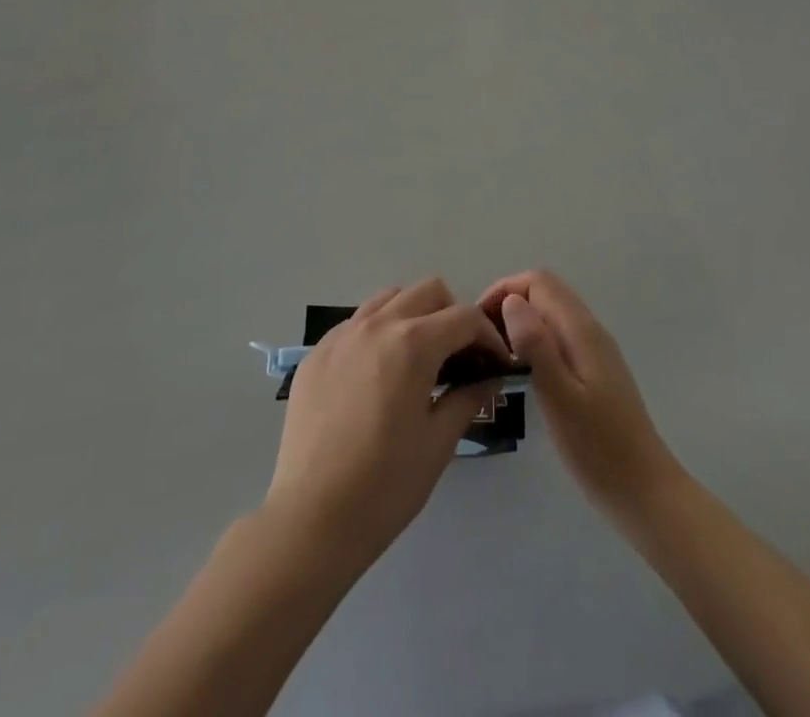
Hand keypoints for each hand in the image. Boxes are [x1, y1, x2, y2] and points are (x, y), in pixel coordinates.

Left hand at [265, 279, 511, 563]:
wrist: (311, 518)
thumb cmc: (385, 485)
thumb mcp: (438, 443)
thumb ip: (467, 398)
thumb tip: (488, 379)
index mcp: (412, 343)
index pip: (464, 317)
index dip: (489, 337)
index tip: (497, 364)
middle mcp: (377, 324)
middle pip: (427, 291)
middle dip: (452, 316)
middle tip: (459, 357)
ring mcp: (342, 335)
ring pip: (389, 299)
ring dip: (413, 316)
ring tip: (418, 359)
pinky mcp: (317, 352)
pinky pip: (356, 323)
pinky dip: (378, 332)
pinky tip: (378, 375)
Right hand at [480, 270, 680, 522]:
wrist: (645, 493)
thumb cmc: (599, 449)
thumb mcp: (561, 398)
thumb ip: (537, 346)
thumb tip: (511, 301)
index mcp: (581, 330)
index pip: (538, 281)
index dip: (504, 290)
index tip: (478, 322)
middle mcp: (589, 330)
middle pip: (544, 291)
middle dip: (508, 302)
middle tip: (482, 340)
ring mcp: (594, 350)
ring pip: (550, 313)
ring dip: (520, 321)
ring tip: (494, 355)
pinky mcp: (593, 370)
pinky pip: (557, 335)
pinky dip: (533, 339)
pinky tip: (520, 371)